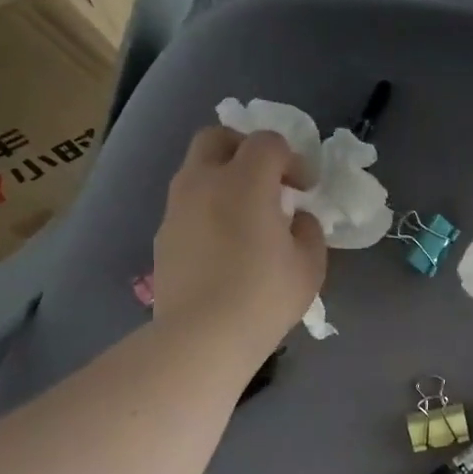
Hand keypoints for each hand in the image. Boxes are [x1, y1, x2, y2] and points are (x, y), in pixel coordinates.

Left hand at [148, 127, 326, 360]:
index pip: (268, 142)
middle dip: (245, 149)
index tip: (305, 189)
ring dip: (223, 178)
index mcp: (245, 182)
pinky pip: (187, 204)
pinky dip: (207, 208)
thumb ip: (309, 231)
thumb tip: (298, 219)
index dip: (292, 159)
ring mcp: (177, 208)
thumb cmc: (265, 297)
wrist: (202, 336)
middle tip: (267, 180)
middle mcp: (204, 182)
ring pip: (197, 170)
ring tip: (246, 215)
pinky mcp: (163, 235)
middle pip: (218, 137)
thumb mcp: (309, 265)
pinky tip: (224, 244)